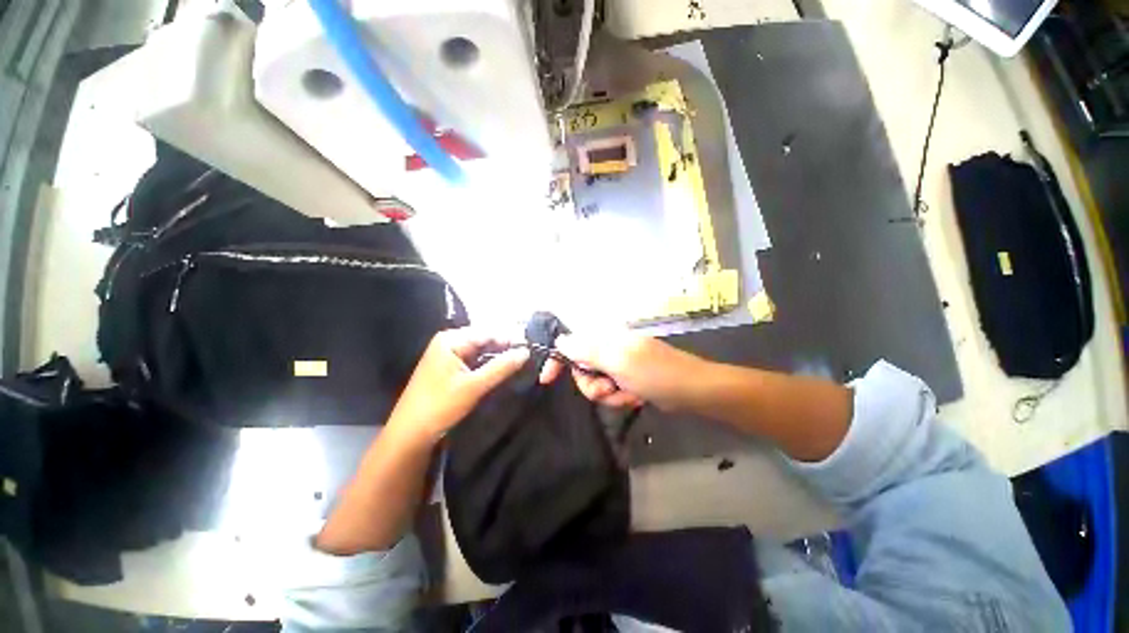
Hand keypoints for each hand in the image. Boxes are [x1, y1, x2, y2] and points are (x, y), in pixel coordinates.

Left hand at [385, 328, 528, 444]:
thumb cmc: (440, 406)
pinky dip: (488, 366)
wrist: (410, 434)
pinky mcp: (449, 367)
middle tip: (528, 358)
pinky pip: (474, 360)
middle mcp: (449, 341)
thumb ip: (502, 367)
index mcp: (451, 339)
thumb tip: (526, 351)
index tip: (531, 349)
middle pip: (485, 340)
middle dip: (505, 349)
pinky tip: (502, 371)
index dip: (510, 340)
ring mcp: (448, 354)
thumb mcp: (474, 386)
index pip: (489, 333)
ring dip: (498, 358)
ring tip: (520, 365)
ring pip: (481, 351)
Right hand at [538, 332, 705, 410]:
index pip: (571, 343)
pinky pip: (612, 391)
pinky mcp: (628, 378)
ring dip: (609, 395)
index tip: (547, 379)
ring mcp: (620, 364)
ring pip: (596, 383)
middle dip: (592, 385)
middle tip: (607, 389)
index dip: (558, 359)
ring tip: (628, 395)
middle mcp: (610, 348)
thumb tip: (559, 340)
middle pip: (582, 368)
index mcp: (606, 338)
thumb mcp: (617, 361)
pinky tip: (636, 398)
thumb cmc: (655, 373)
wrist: (692, 391)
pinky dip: (620, 397)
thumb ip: (586, 350)